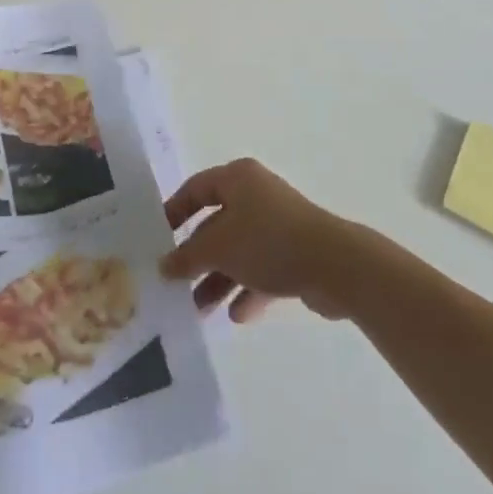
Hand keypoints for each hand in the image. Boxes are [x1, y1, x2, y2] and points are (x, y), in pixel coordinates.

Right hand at [161, 159, 361, 322]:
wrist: (335, 265)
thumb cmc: (268, 242)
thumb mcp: (218, 248)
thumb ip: (187, 256)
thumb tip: (164, 265)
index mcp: (237, 179)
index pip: (195, 188)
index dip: (174, 211)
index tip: (157, 238)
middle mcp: (256, 195)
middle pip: (217, 224)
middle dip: (197, 257)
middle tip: (176, 283)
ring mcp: (278, 225)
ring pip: (239, 251)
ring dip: (219, 279)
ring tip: (199, 310)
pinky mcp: (296, 254)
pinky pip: (263, 270)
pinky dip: (248, 289)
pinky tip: (237, 315)